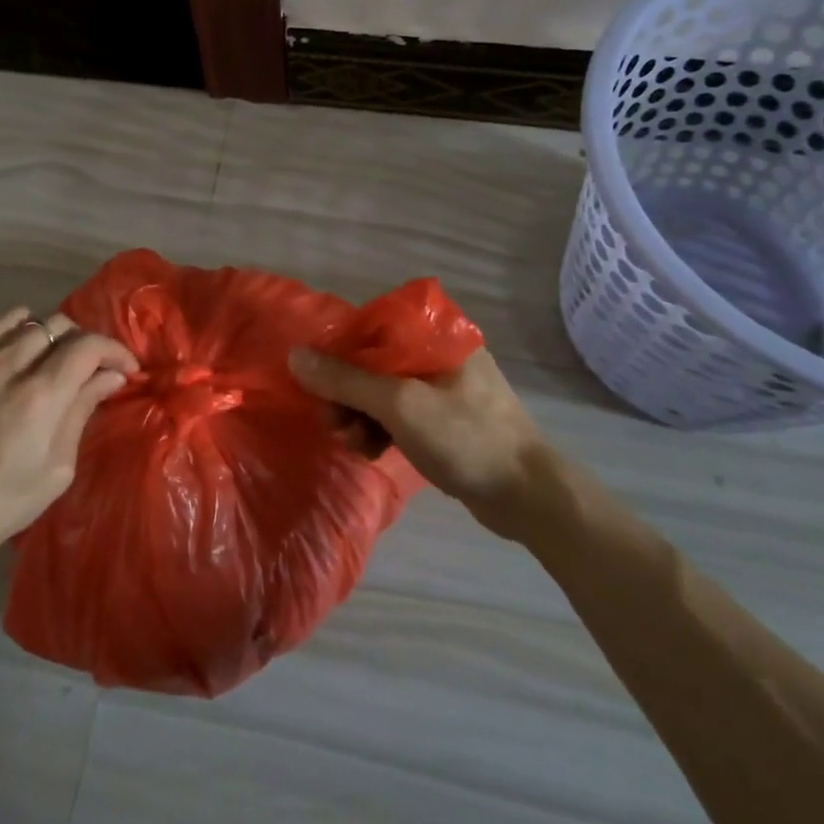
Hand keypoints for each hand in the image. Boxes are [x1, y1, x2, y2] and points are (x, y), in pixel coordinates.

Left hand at [0, 308, 137, 576]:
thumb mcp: (54, 471)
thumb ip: (81, 413)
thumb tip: (111, 377)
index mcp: (39, 398)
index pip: (88, 346)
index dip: (114, 350)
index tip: (125, 368)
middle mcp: (6, 367)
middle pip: (58, 324)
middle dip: (84, 342)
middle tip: (90, 368)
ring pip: (23, 321)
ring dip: (48, 335)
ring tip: (50, 360)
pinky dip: (12, 336)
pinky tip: (13, 361)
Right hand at [287, 345, 550, 532]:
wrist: (528, 497)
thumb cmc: (466, 438)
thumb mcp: (399, 405)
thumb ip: (345, 380)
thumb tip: (295, 356)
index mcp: (437, 334)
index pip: (372, 326)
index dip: (339, 350)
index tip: (318, 381)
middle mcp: (438, 352)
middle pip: (372, 360)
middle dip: (346, 392)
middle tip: (332, 423)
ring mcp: (442, 387)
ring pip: (381, 390)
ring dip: (358, 415)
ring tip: (350, 444)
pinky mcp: (443, 420)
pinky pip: (397, 414)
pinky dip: (378, 429)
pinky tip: (368, 452)